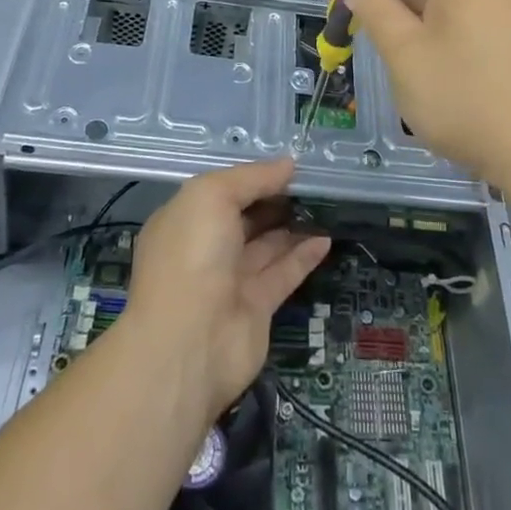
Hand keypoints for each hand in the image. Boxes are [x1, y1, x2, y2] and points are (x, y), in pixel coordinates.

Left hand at [124, 159, 330, 422]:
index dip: (252, 178)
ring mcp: (229, 281)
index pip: (221, 191)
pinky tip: (326, 239)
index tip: (287, 166)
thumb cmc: (192, 254)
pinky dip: (304, 256)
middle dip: (274, 200)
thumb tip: (288, 164)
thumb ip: (252, 177)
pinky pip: (283, 274)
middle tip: (311, 183)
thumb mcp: (213, 195)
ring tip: (325, 205)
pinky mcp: (256, 308)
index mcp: (184, 220)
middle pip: (244, 218)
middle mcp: (204, 249)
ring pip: (266, 245)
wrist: (189, 344)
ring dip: (293, 226)